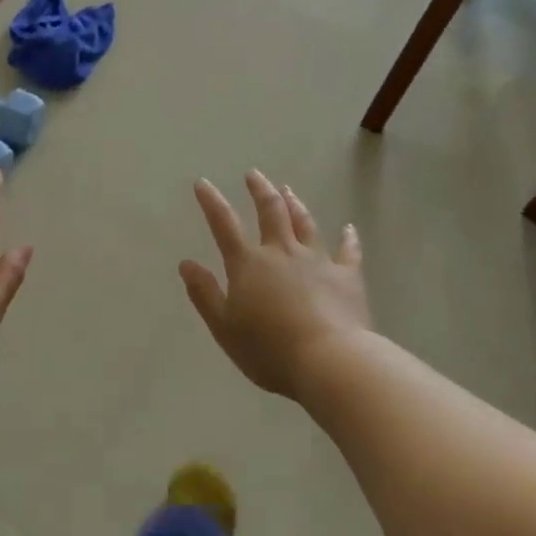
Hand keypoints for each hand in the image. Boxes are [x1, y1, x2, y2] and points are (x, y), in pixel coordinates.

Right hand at [179, 172, 373, 400]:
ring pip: (305, 224)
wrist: (329, 362)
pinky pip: (348, 252)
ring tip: (288, 190)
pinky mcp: (347, 277)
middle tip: (254, 174)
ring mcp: (317, 261)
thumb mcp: (224, 327)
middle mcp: (282, 253)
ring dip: (295, 204)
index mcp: (248, 264)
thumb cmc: (269, 349)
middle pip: (270, 212)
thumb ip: (204, 293)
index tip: (203, 183)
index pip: (224, 224)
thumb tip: (186, 263)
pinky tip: (349, 228)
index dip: (211, 202)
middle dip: (260, 190)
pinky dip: (349, 238)